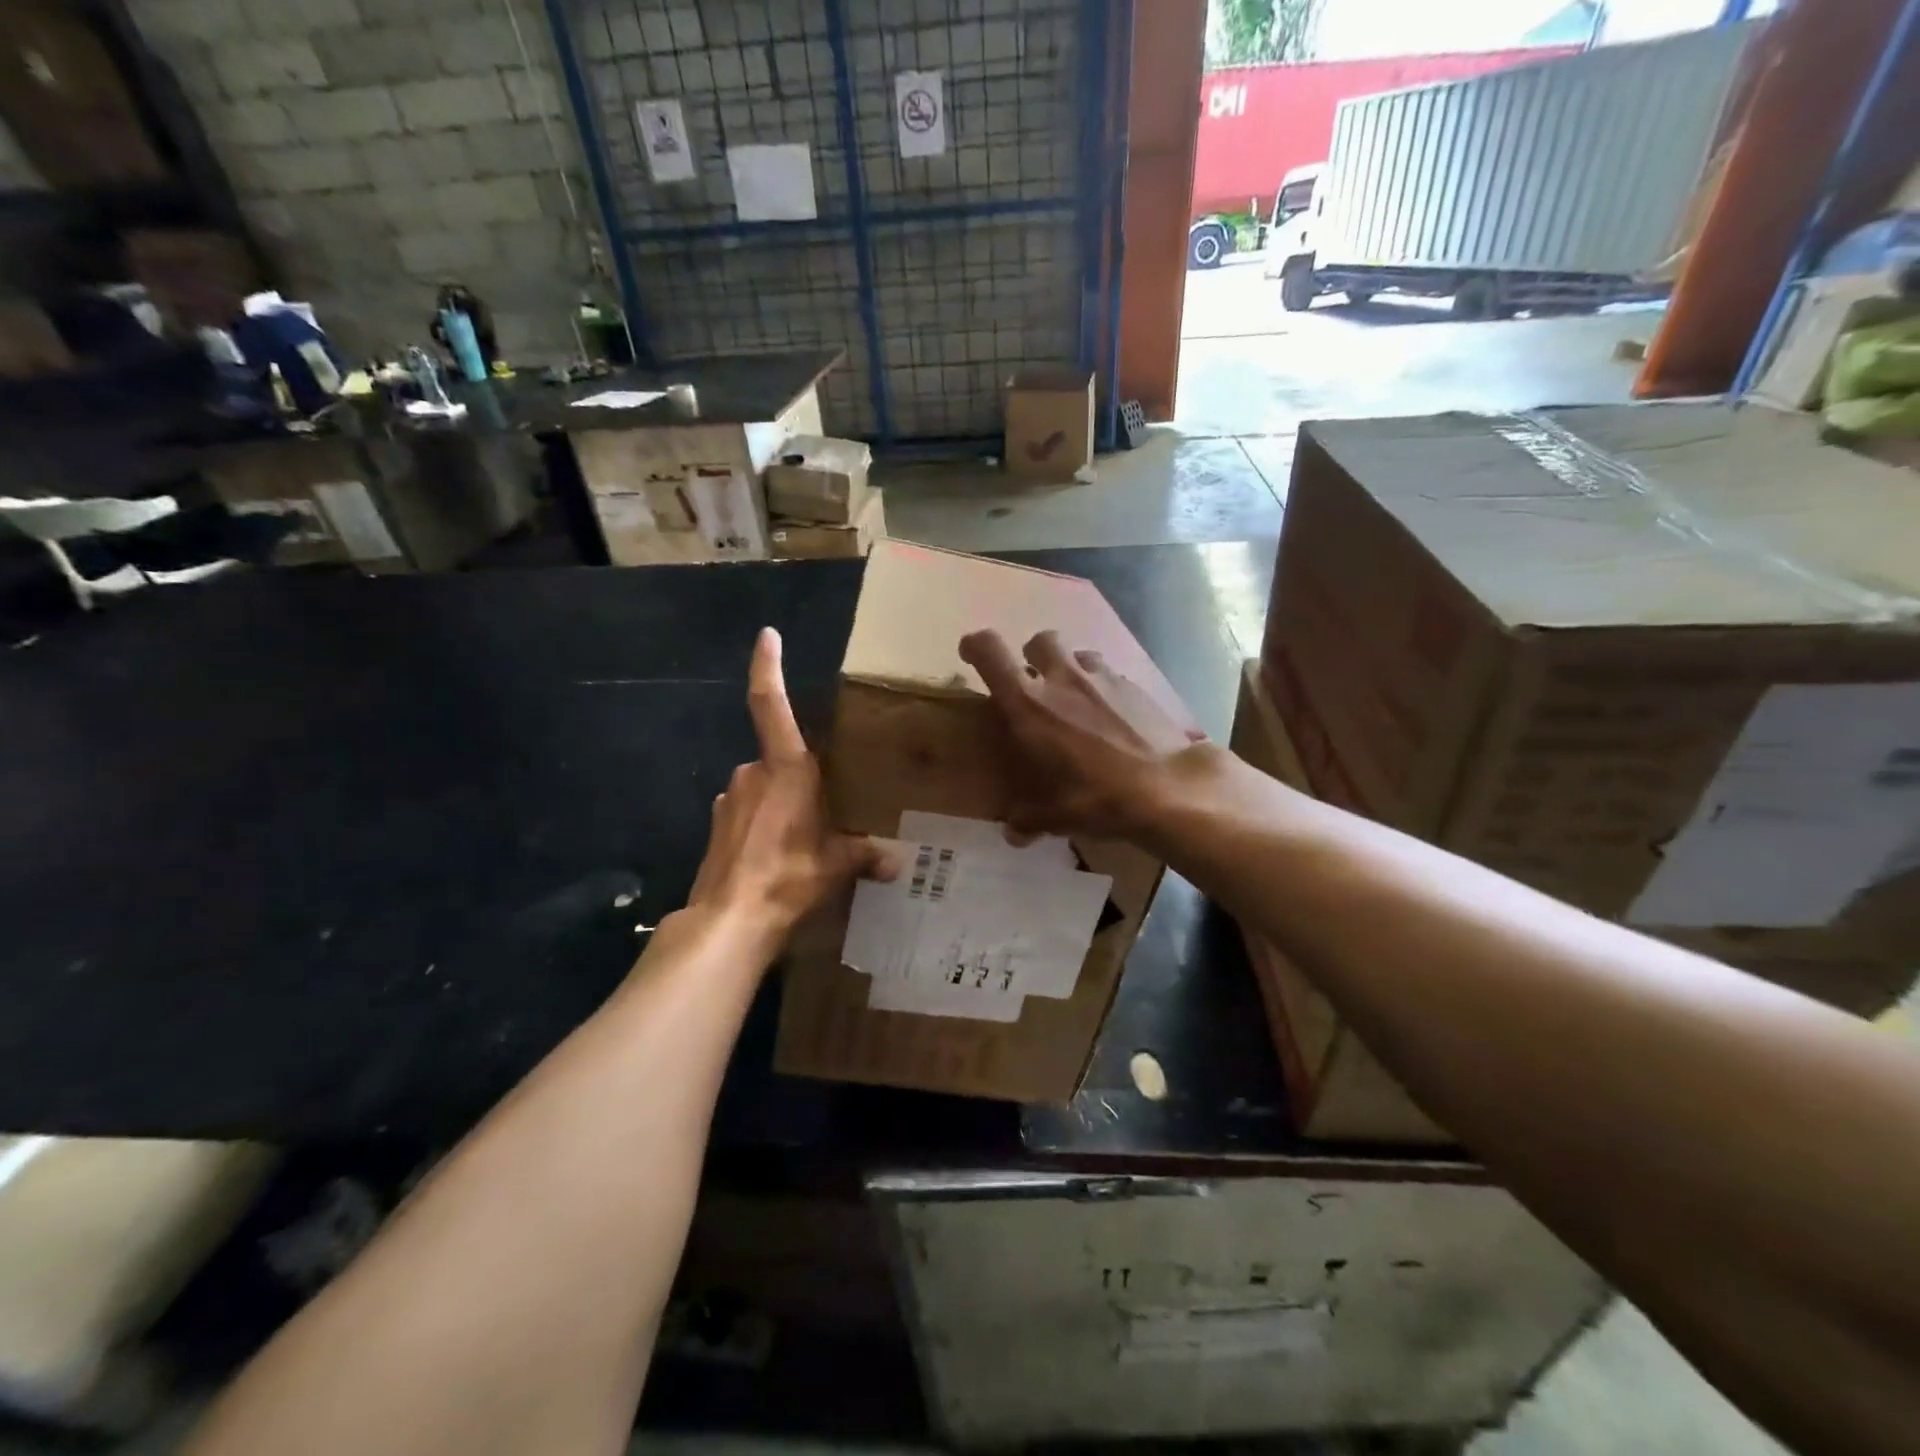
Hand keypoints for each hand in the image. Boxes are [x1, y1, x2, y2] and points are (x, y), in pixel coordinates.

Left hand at [686, 628, 894, 943]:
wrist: (729, 920)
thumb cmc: (788, 878)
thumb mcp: (836, 866)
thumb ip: (864, 856)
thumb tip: (895, 862)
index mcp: (786, 769)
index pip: (772, 705)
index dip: (768, 667)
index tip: (767, 634)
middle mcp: (752, 773)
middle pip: (780, 759)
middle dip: (800, 779)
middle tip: (825, 811)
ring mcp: (729, 797)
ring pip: (763, 787)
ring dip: (782, 803)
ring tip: (803, 840)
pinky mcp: (717, 823)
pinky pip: (747, 810)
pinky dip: (763, 823)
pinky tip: (776, 854)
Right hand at [958, 629, 1210, 837]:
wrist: (1169, 788)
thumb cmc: (1098, 797)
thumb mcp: (1056, 816)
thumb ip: (1028, 818)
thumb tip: (1014, 833)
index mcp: (1029, 704)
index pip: (989, 651)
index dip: (975, 645)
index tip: (971, 655)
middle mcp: (1062, 679)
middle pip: (1039, 640)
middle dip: (1032, 655)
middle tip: (1035, 683)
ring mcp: (1103, 677)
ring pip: (1079, 654)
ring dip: (1071, 670)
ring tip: (1077, 700)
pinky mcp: (1135, 686)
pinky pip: (1110, 675)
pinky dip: (1103, 688)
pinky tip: (1113, 718)